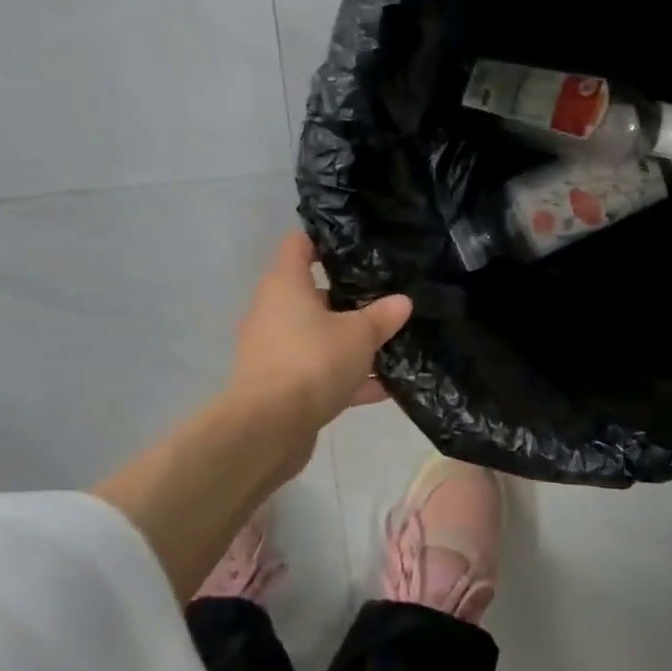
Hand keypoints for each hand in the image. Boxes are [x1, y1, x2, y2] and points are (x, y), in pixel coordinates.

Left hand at [227, 231, 411, 434]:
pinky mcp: (279, 386)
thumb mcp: (359, 335)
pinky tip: (383, 390)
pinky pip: (318, 373)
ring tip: (391, 345)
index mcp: (285, 286)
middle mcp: (273, 312)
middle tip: (386, 298)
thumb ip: (382, 317)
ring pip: (318, 337)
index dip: (326, 241)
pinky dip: (345, 379)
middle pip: (312, 294)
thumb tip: (402, 301)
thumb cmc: (313, 361)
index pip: (299, 246)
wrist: (269, 428)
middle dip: (348, 299)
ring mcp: (274, 351)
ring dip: (350, 344)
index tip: (358, 247)